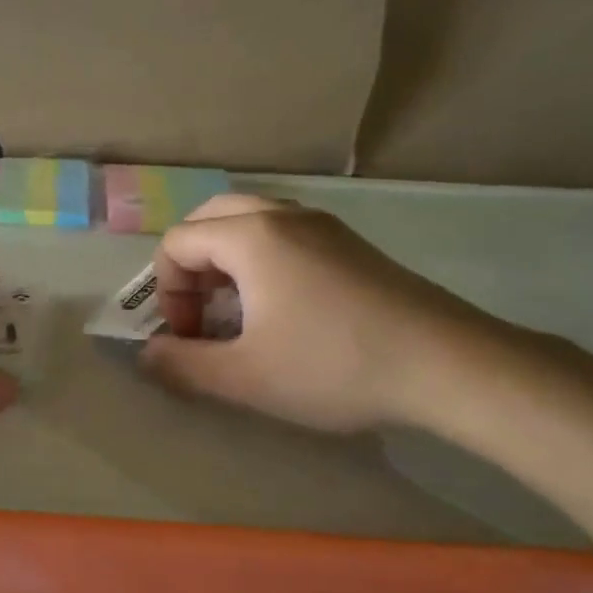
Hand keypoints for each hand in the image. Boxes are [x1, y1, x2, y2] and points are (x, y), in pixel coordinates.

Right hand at [140, 194, 500, 432]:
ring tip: (238, 314)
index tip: (188, 338)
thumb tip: (147, 354)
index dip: (166, 293)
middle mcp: (283, 216)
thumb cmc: (333, 366)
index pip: (177, 243)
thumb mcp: (244, 377)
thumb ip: (183, 364)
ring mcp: (323, 226)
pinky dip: (262, 261)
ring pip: (250, 223)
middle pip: (210, 220)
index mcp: (250, 236)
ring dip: (227, 262)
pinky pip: (285, 236)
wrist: (446, 364)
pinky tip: (283, 312)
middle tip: (203, 315)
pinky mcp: (352, 245)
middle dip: (191, 267)